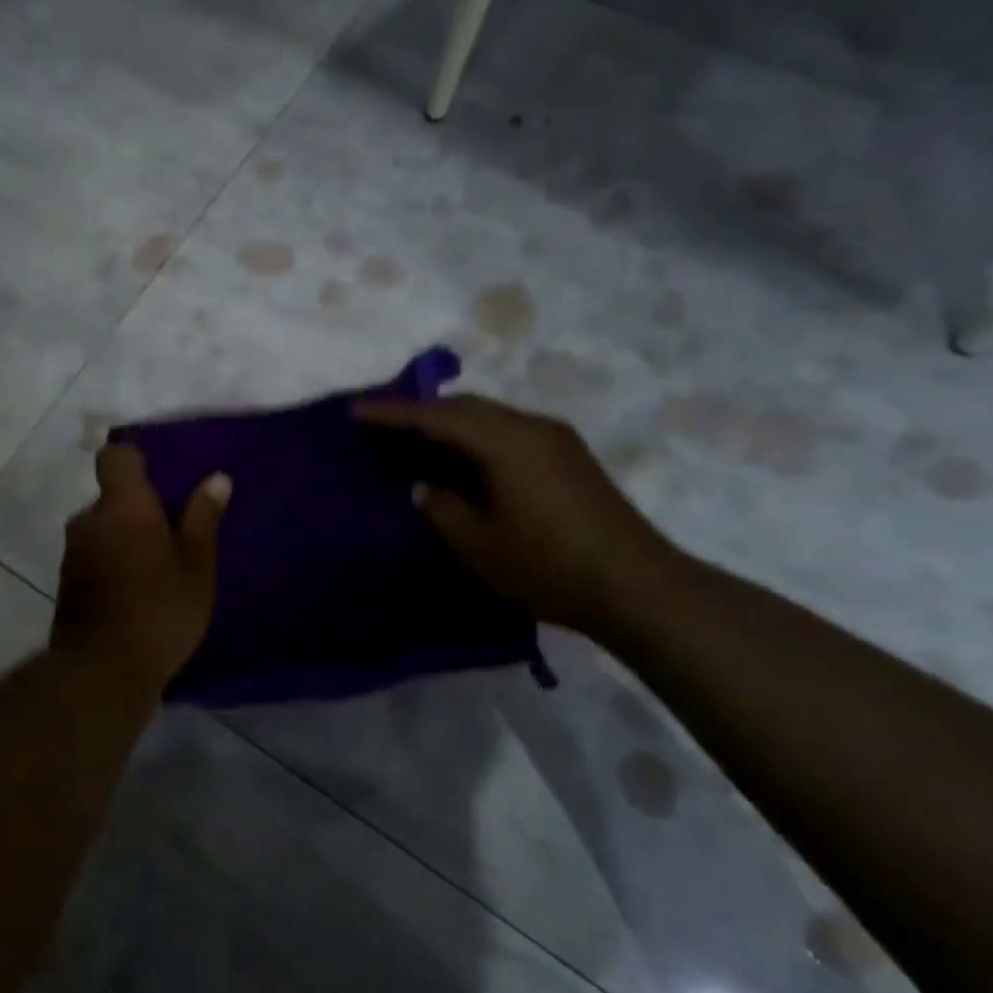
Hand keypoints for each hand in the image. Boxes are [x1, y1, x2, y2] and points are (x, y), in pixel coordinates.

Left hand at [52, 444, 230, 694]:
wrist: (102, 670)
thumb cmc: (160, 610)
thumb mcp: (196, 566)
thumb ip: (203, 519)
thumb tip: (217, 478)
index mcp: (124, 506)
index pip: (116, 457)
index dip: (135, 459)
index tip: (159, 478)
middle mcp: (89, 520)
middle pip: (112, 498)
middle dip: (138, 510)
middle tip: (173, 536)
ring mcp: (73, 552)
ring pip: (102, 529)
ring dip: (124, 539)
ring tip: (157, 569)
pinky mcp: (66, 582)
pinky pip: (93, 556)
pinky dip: (112, 563)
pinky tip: (136, 592)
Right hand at [355, 393, 676, 638]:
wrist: (636, 585)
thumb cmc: (548, 565)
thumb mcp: (480, 543)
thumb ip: (442, 508)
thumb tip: (422, 487)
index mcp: (506, 443)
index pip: (437, 418)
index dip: (394, 414)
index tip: (356, 412)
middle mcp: (532, 428)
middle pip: (466, 407)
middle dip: (421, 411)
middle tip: (382, 423)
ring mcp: (556, 440)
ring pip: (490, 417)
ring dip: (450, 422)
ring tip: (415, 437)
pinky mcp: (568, 457)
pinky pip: (508, 431)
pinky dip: (476, 437)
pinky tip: (462, 458)